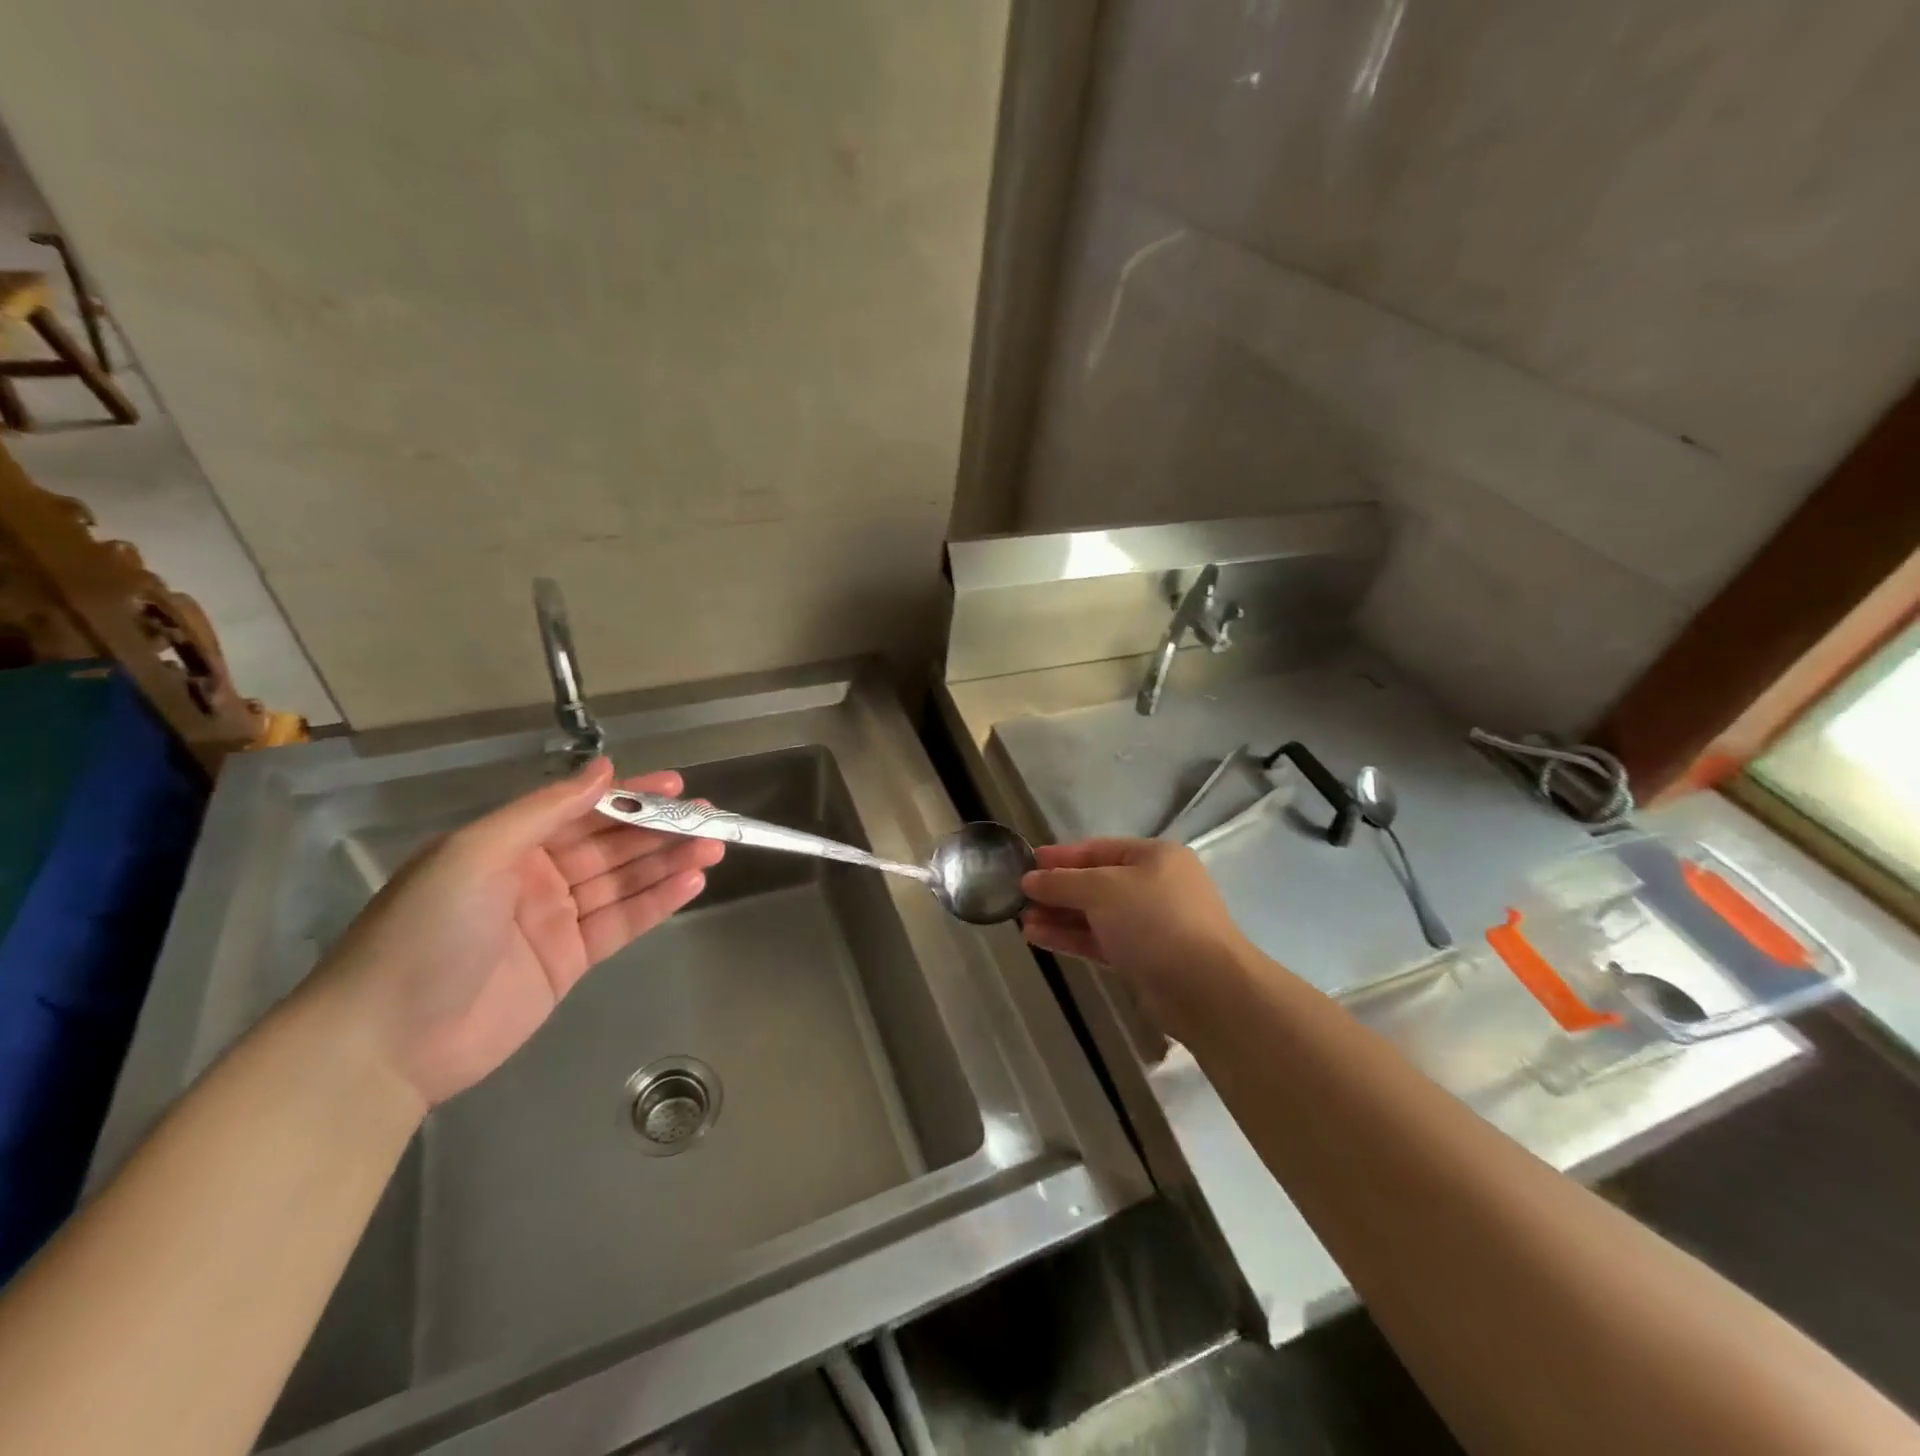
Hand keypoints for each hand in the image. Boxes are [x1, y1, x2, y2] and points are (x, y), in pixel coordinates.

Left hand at [306, 758, 722, 1109]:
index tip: (678, 787)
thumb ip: (545, 810)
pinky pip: (622, 923)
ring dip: (669, 863)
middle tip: (712, 819)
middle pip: (612, 845)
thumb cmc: (426, 932)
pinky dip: (658, 903)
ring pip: (624, 882)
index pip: (582, 809)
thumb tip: (602, 770)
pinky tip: (692, 884)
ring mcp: (555, 920)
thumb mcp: (476, 854)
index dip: (631, 796)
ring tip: (714, 847)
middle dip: (662, 830)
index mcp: (508, 844)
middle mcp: (535, 875)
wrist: (384, 1043)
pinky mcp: (570, 961)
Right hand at [1021, 838, 1251, 1031]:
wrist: (1205, 989)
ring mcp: (1150, 925)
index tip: (1026, 862)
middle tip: (1019, 895)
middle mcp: (1154, 886)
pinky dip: (1071, 937)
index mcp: (1154, 857)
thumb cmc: (1155, 921)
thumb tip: (1029, 879)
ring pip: (1095, 915)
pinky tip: (1038, 936)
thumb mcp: (1103, 890)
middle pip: (1096, 883)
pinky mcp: (1143, 959)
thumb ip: (1062, 882)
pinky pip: (1100, 941)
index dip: (1061, 856)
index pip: (1098, 849)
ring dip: (1059, 915)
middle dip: (1057, 889)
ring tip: (1021, 919)